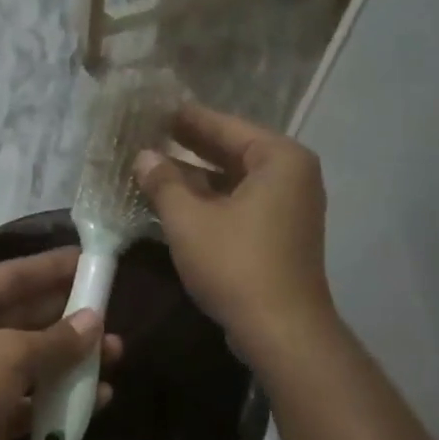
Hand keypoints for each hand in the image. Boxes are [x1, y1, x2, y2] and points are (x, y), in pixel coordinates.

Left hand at [0, 248, 121, 439]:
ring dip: (69, 361)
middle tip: (112, 315)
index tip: (92, 261)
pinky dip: (56, 400)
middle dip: (68, 319)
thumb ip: (56, 339)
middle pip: (23, 319)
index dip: (52, 268)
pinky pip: (26, 401)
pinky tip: (96, 399)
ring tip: (114, 357)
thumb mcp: (8, 355)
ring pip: (28, 363)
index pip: (11, 276)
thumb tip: (94, 322)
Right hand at [136, 103, 333, 365]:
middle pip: (235, 153)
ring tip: (156, 171)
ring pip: (237, 184)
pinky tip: (181, 207)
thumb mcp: (189, 221)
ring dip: (199, 181)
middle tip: (151, 136)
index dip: (187, 120)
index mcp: (279, 159)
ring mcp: (292, 209)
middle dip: (191, 149)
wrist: (281, 329)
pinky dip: (215, 205)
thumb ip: (164, 183)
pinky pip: (244, 208)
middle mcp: (293, 176)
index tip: (156, 109)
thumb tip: (144, 157)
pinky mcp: (284, 238)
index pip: (226, 126)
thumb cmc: (236, 265)